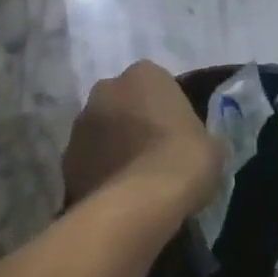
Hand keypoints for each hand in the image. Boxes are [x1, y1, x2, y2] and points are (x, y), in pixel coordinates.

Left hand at [62, 61, 220, 209]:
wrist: (140, 202)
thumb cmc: (183, 160)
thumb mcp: (212, 146)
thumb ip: (201, 136)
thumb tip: (200, 147)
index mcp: (143, 74)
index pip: (155, 83)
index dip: (166, 109)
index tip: (176, 134)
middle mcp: (105, 89)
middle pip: (121, 102)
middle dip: (132, 122)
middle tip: (153, 152)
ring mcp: (80, 124)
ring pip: (100, 131)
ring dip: (112, 147)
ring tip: (132, 179)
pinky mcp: (65, 159)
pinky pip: (87, 161)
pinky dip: (98, 173)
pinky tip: (116, 195)